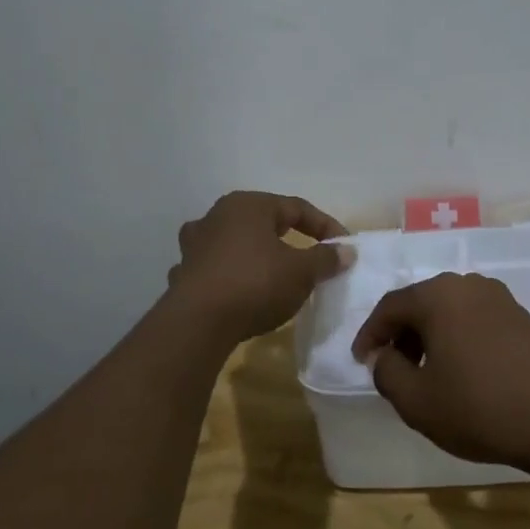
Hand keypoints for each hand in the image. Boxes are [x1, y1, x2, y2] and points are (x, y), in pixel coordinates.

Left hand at [168, 192, 351, 341]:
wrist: (198, 323)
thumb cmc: (255, 284)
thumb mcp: (301, 272)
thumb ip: (325, 258)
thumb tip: (346, 251)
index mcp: (248, 205)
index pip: (296, 208)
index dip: (324, 226)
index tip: (342, 247)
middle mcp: (217, 215)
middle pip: (262, 222)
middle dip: (288, 238)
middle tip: (308, 257)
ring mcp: (194, 244)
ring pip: (234, 243)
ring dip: (253, 254)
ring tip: (270, 272)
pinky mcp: (183, 273)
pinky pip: (215, 268)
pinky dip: (230, 276)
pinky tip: (238, 292)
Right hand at [353, 272, 529, 471]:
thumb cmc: (477, 407)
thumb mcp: (415, 400)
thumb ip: (386, 372)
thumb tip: (383, 355)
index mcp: (437, 295)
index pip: (390, 306)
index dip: (370, 334)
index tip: (361, 361)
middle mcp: (467, 284)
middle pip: (421, 304)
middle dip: (401, 334)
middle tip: (392, 368)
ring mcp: (499, 298)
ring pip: (449, 311)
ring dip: (430, 336)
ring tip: (425, 373)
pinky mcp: (520, 317)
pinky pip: (474, 319)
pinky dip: (457, 338)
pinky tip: (461, 370)